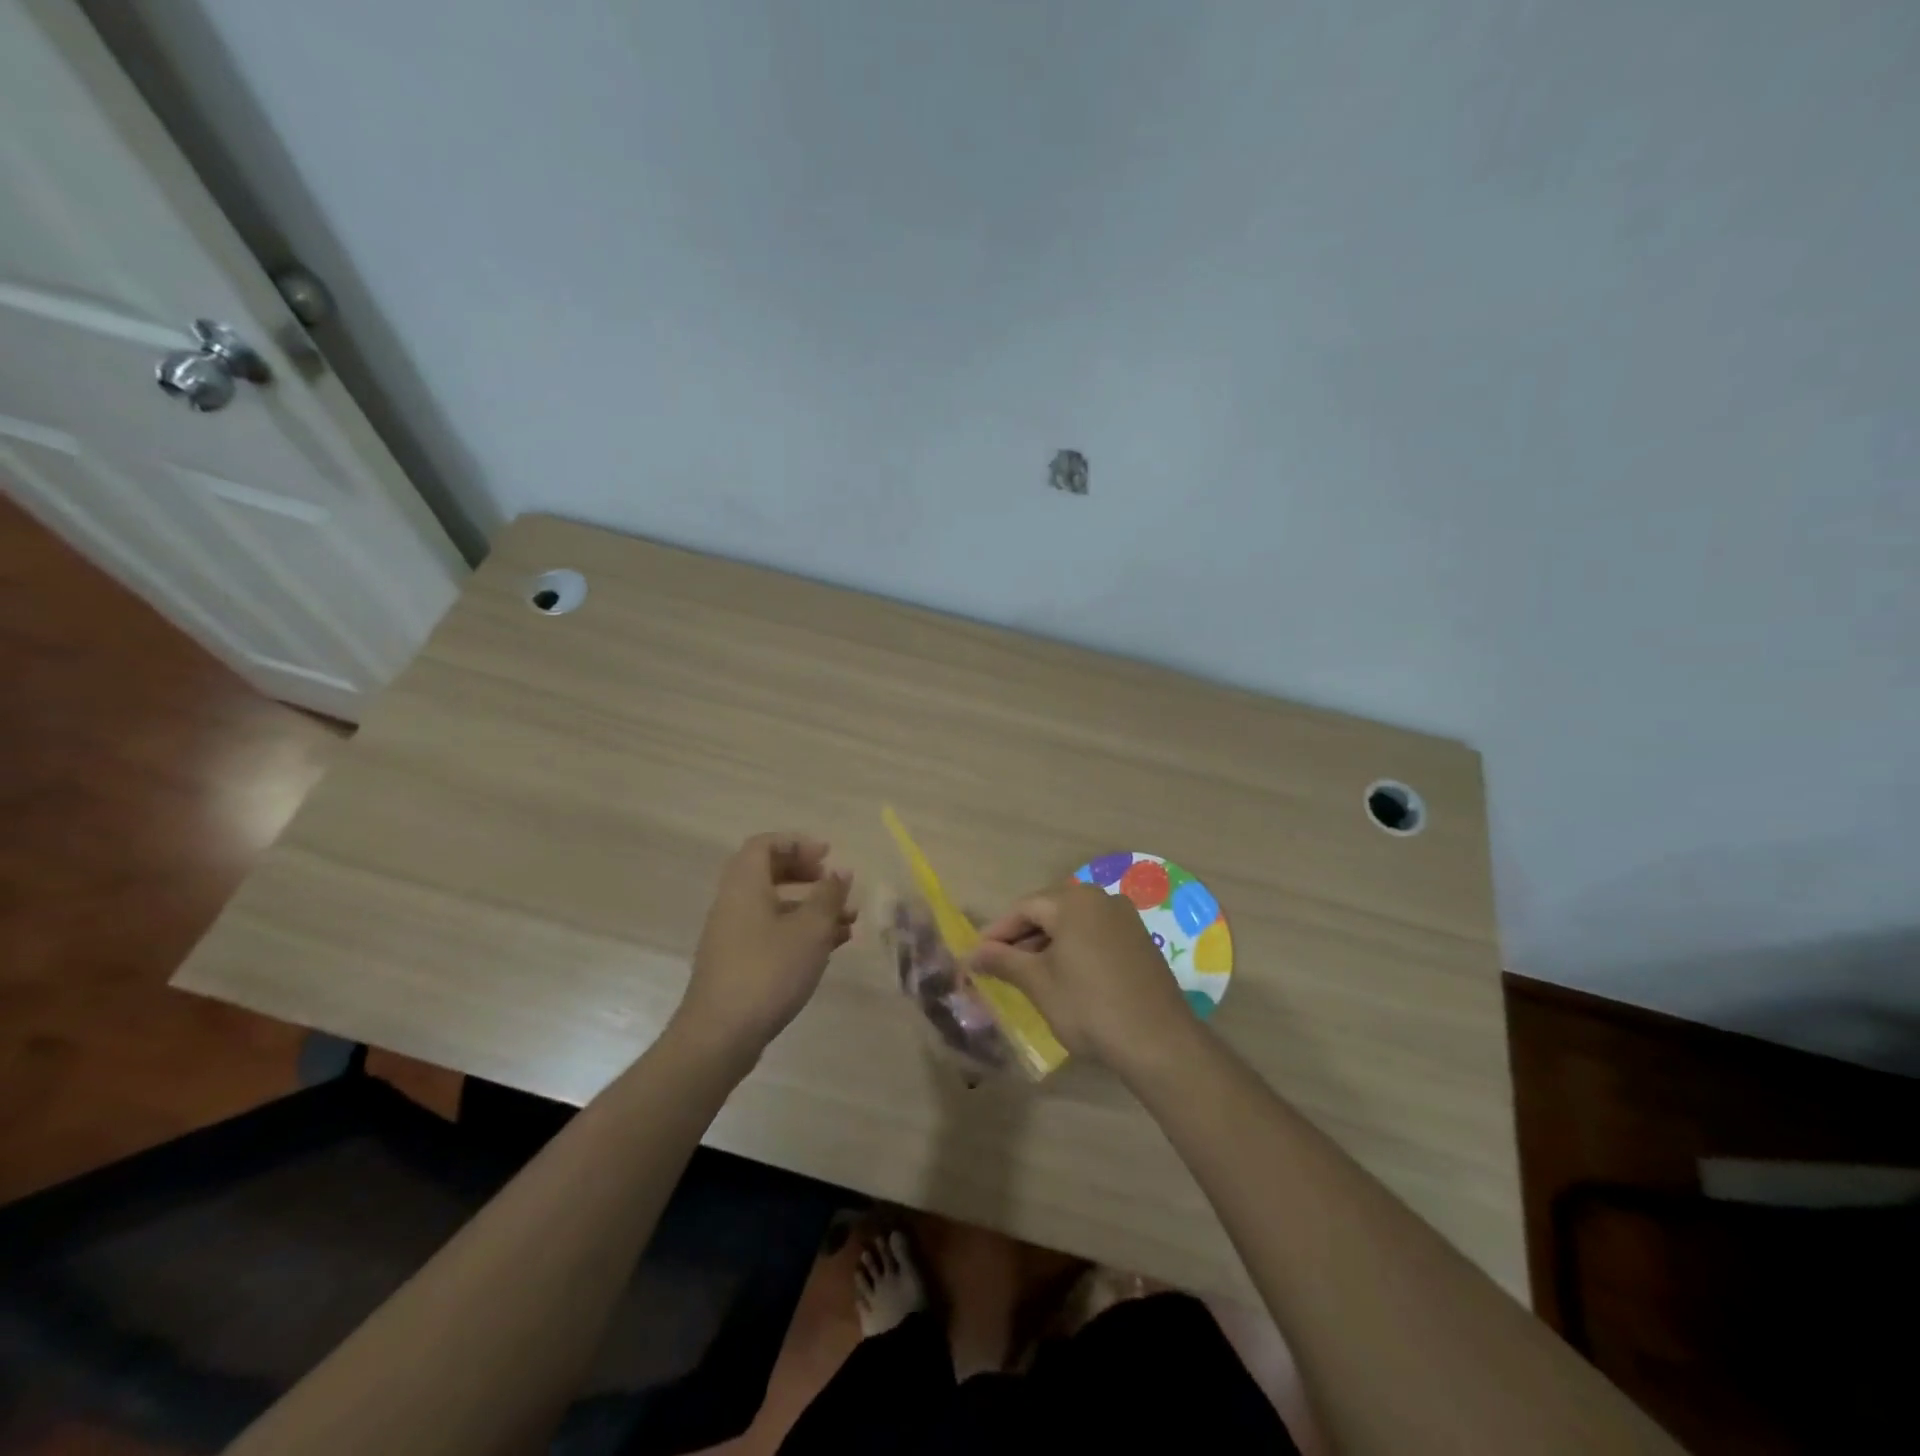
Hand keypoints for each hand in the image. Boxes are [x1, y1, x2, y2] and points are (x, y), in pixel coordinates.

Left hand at [672, 832, 855, 1060]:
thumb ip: (829, 896)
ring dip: (811, 909)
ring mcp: (732, 936)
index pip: (765, 845)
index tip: (827, 856)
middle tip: (835, 885)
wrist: (721, 1035)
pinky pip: (771, 934)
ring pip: (775, 908)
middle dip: (807, 876)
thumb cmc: (769, 970)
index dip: (797, 844)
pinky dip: (800, 933)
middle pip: (769, 874)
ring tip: (849, 921)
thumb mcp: (811, 929)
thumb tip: (840, 872)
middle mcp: (733, 904)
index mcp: (745, 885)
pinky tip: (830, 949)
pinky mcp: (737, 965)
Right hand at [972, 880, 1196, 1073]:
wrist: (1158, 1041)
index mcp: (1074, 901)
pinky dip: (1073, 949)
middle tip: (999, 965)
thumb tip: (972, 954)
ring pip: (1073, 923)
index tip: (977, 956)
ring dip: (1047, 943)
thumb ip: (1003, 961)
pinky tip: (1064, 976)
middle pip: (1049, 910)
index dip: (997, 931)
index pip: (1024, 907)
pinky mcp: (1140, 940)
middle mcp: (1101, 899)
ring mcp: (1125, 919)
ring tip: (1027, 974)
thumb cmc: (1088, 1006)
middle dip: (1022, 936)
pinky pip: (1095, 934)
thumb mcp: (1038, 983)